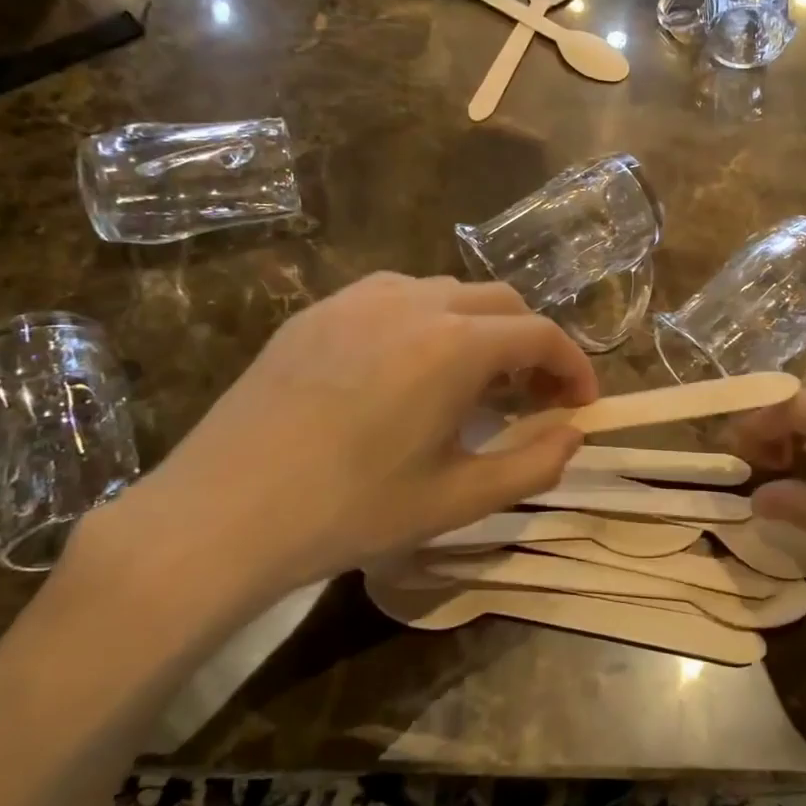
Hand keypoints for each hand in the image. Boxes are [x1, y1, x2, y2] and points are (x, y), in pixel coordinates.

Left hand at [68, 274, 594, 636]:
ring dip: (479, 329)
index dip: (574, 366)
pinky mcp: (318, 310)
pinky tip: (407, 371)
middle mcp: (414, 302)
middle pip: (500, 303)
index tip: (581, 405)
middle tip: (531, 397)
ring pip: (447, 293)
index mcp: (456, 344)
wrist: (223, 512)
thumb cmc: (351, 510)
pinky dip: (427, 322)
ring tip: (470, 383)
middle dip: (531, 344)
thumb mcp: (458, 499)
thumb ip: (534, 464)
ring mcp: (359, 298)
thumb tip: (574, 434)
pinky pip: (394, 298)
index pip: (541, 334)